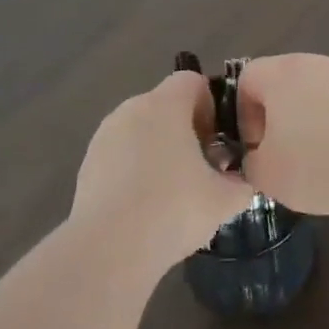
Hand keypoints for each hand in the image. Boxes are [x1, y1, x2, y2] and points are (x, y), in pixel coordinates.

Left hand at [70, 72, 255, 278]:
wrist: (110, 247)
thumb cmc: (174, 209)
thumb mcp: (226, 199)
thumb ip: (241, 182)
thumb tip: (239, 181)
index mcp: (165, 105)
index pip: (192, 81)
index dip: (210, 105)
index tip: (217, 140)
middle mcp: (131, 109)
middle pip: (165, 106)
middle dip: (185, 131)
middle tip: (201, 170)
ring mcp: (104, 136)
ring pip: (140, 131)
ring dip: (158, 151)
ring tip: (172, 194)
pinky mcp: (88, 164)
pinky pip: (120, 156)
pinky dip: (134, 171)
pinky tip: (144, 207)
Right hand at [234, 55, 328, 221]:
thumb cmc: (318, 166)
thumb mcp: (265, 174)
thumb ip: (247, 160)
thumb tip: (256, 155)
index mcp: (280, 73)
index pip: (245, 79)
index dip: (242, 114)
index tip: (256, 146)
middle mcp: (310, 63)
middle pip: (277, 82)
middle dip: (271, 117)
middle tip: (277, 152)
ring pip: (306, 92)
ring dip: (300, 120)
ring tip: (308, 157)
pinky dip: (327, 122)